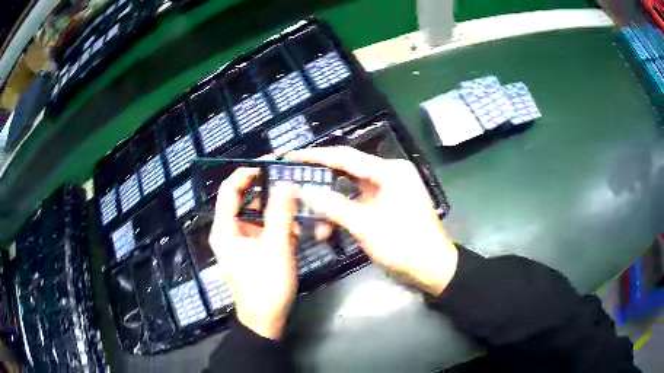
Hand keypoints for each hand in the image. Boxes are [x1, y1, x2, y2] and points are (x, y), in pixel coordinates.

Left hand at [209, 167, 297, 339]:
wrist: (266, 320)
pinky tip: (296, 230)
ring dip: (276, 212)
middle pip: (246, 202)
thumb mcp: (276, 246)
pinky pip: (264, 231)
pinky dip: (278, 227)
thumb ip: (281, 213)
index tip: (269, 163)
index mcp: (225, 229)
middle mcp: (230, 232)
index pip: (230, 190)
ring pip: (258, 217)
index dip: (246, 173)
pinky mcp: (254, 252)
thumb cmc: (265, 284)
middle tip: (289, 181)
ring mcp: (242, 243)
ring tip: (297, 207)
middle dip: (267, 192)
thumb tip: (286, 183)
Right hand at [286, 146, 457, 295]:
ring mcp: (387, 190)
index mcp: (389, 171)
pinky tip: (328, 231)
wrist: (433, 269)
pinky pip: (357, 204)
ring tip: (312, 224)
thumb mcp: (366, 226)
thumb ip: (332, 206)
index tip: (290, 157)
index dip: (314, 156)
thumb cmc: (405, 246)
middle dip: (319, 183)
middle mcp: (388, 174)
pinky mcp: (385, 204)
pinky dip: (342, 215)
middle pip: (345, 172)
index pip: (344, 157)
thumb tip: (303, 190)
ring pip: (348, 191)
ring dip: (330, 207)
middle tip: (293, 185)